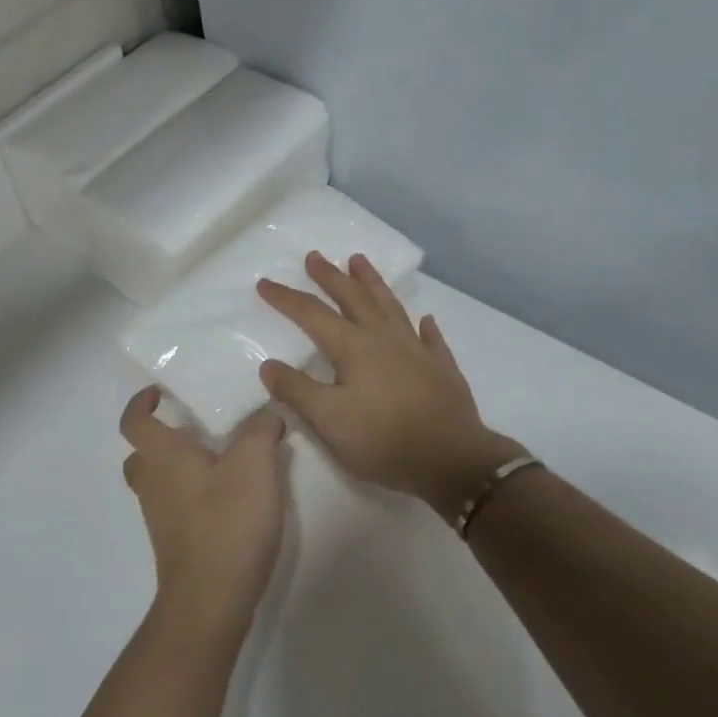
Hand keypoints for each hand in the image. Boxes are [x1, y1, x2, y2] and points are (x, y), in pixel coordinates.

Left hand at [120, 387, 289, 634]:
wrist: (211, 599)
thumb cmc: (227, 522)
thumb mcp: (255, 463)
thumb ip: (262, 429)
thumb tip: (268, 413)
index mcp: (162, 457)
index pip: (134, 422)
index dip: (140, 403)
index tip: (159, 393)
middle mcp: (153, 485)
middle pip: (141, 456)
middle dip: (160, 440)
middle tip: (193, 433)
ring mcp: (160, 520)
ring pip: (159, 484)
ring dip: (179, 470)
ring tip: (221, 463)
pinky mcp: (176, 546)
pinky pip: (176, 510)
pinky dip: (193, 498)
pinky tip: (230, 501)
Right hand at [257, 252, 524, 520]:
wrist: (452, 460)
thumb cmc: (383, 439)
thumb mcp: (328, 420)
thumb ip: (296, 390)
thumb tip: (268, 364)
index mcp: (353, 347)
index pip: (312, 314)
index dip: (286, 298)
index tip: (265, 283)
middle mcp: (384, 338)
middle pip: (353, 298)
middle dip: (330, 277)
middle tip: (315, 256)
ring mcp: (417, 350)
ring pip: (390, 306)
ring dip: (372, 282)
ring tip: (359, 261)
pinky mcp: (441, 368)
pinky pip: (430, 337)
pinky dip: (423, 325)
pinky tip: (424, 319)